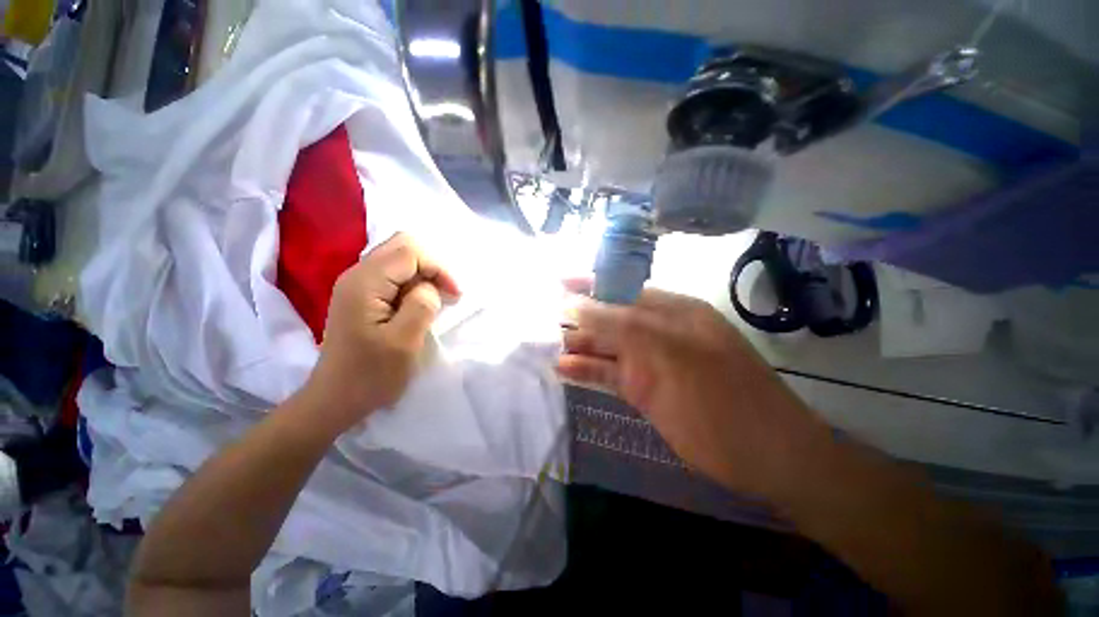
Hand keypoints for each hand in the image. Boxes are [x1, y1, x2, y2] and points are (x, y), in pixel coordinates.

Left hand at [298, 234, 460, 433]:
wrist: (335, 399)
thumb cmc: (370, 375)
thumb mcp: (404, 342)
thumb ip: (421, 305)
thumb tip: (430, 288)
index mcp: (364, 283)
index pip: (410, 251)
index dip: (438, 268)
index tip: (454, 296)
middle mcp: (357, 274)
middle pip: (402, 246)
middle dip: (432, 267)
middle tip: (446, 294)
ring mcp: (357, 284)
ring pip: (399, 259)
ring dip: (424, 275)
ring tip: (436, 301)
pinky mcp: (362, 296)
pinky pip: (394, 275)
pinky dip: (414, 283)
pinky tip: (419, 304)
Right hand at [557, 283, 826, 495]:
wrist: (766, 459)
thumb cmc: (722, 398)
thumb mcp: (670, 353)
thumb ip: (621, 325)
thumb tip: (576, 304)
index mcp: (672, 312)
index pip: (623, 289)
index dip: (591, 284)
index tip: (558, 282)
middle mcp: (658, 332)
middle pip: (611, 317)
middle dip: (578, 317)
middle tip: (543, 318)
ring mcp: (650, 362)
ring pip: (607, 346)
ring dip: (578, 345)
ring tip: (545, 344)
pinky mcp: (643, 389)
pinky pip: (609, 374)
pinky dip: (586, 370)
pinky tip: (562, 368)